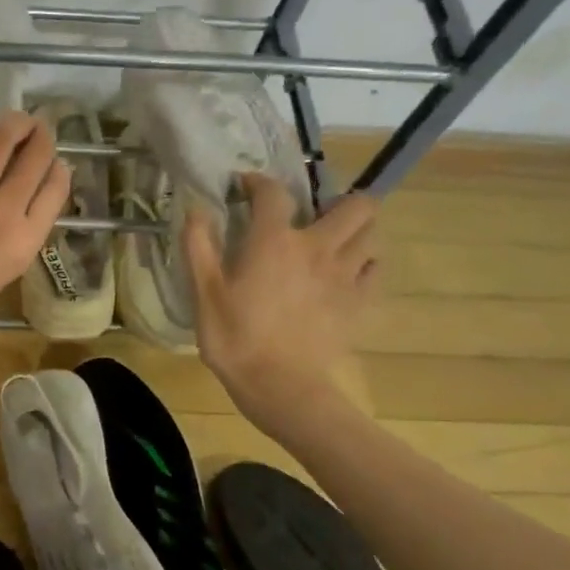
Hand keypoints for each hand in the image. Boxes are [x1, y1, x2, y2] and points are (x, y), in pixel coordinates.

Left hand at [0, 111, 71, 366]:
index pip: (54, 190)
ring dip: (8, 124)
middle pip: (32, 158)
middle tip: (38, 125)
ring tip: (10, 121)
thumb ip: (9, 242)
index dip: (58, 168)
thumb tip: (8, 211)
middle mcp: (0, 213)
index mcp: (22, 243)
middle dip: (40, 135)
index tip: (57, 160)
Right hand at [182, 176, 378, 423]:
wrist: (280, 386)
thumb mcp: (204, 293)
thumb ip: (199, 246)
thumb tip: (195, 209)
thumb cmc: (235, 339)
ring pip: (371, 235)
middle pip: (355, 206)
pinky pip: (374, 271)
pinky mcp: (358, 303)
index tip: (246, 187)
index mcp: (274, 241)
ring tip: (332, 243)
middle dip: (338, 201)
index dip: (259, 183)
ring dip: (354, 232)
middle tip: (313, 216)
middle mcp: (317, 248)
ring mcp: (345, 276)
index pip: (274, 192)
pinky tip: (345, 275)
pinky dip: (364, 265)